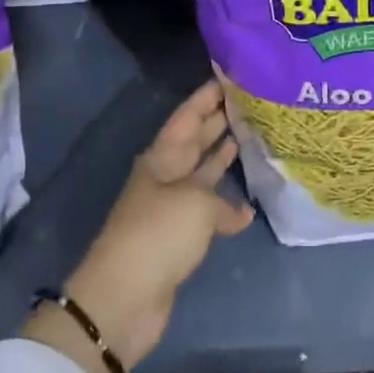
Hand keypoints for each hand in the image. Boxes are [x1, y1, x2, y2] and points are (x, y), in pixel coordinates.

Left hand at [27, 81, 252, 372]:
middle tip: (249, 101)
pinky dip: (225, 205)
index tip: (231, 75)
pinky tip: (247, 204)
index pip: (188, 115)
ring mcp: (172, 206)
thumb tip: (240, 212)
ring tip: (248, 136)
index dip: (207, 95)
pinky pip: (207, 209)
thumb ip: (222, 201)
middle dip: (218, 120)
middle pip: (195, 140)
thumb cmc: (158, 233)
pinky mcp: (179, 237)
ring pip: (202, 172)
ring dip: (221, 156)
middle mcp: (166, 175)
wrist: (124, 297)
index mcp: (162, 157)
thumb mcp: (196, 204)